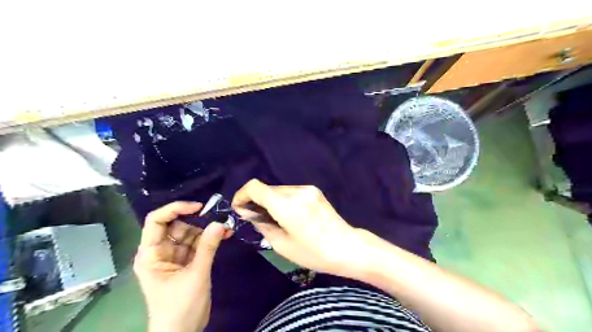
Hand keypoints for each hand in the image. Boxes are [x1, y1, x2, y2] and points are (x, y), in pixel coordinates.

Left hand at [134, 201, 227, 331]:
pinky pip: (199, 244)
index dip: (175, 209)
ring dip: (207, 230)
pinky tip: (225, 235)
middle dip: (197, 221)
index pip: (156, 221)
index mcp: (150, 254)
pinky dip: (211, 239)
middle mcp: (160, 251)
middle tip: (218, 218)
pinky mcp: (187, 261)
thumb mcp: (195, 275)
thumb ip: (207, 247)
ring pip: (190, 233)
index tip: (198, 207)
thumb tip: (220, 223)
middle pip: (176, 226)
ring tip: (226, 228)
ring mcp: (175, 256)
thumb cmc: (180, 307)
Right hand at [231, 179, 365, 276]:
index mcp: (286, 205)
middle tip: (256, 218)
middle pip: (267, 189)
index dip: (242, 194)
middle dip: (256, 201)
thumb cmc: (314, 252)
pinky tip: (289, 215)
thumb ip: (262, 225)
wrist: (347, 247)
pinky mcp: (314, 191)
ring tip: (275, 219)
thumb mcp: (282, 245)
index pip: (255, 187)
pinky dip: (283, 200)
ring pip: (278, 190)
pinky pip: (291, 192)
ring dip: (270, 201)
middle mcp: (296, 191)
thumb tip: (250, 214)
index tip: (239, 209)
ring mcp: (307, 189)